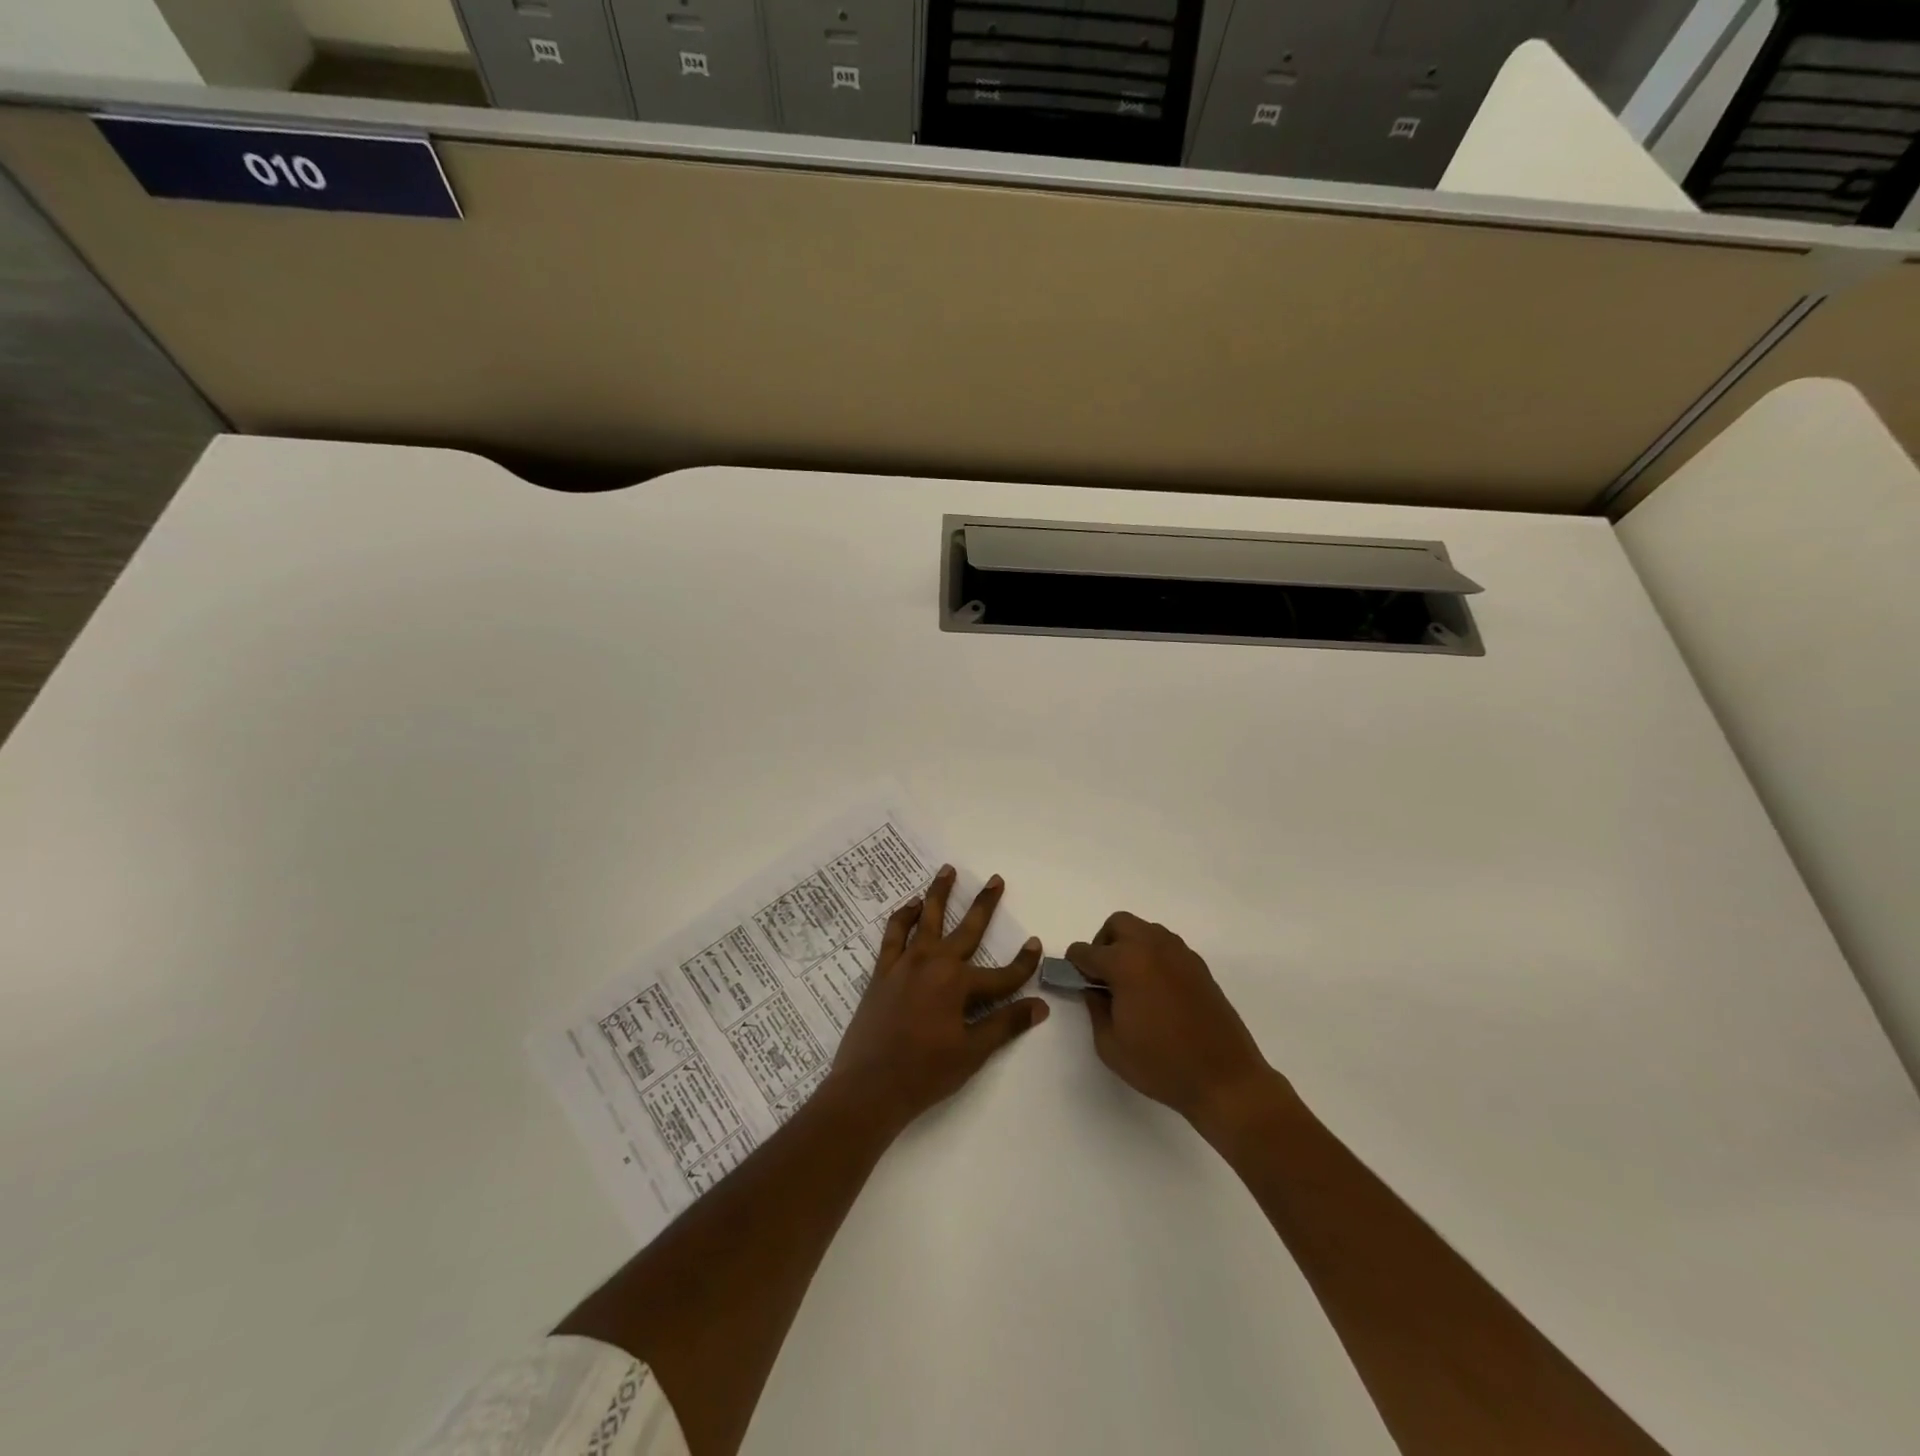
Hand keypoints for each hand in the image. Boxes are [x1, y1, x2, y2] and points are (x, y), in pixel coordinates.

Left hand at [828, 865, 1047, 1131]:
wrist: (868, 1087)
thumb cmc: (924, 1073)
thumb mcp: (972, 1053)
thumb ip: (1005, 1024)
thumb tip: (1040, 1006)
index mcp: (958, 984)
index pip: (1001, 974)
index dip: (1023, 963)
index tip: (1036, 944)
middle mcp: (933, 963)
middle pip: (967, 929)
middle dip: (984, 904)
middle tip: (995, 879)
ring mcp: (905, 964)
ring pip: (927, 919)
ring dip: (939, 894)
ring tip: (948, 870)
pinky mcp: (883, 971)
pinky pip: (893, 934)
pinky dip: (902, 917)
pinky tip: (910, 906)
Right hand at [1066, 912, 1283, 1140]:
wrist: (1225, 1078)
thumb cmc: (1161, 1065)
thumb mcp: (1110, 1045)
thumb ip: (1095, 1009)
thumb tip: (1095, 989)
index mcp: (1126, 963)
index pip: (1087, 951)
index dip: (1075, 965)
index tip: (1076, 980)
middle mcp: (1152, 947)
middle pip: (1118, 924)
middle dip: (1104, 943)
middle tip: (1103, 976)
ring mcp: (1179, 953)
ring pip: (1145, 930)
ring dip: (1130, 946)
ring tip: (1131, 984)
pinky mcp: (1199, 966)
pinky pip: (1166, 946)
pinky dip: (1153, 957)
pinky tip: (1156, 991)